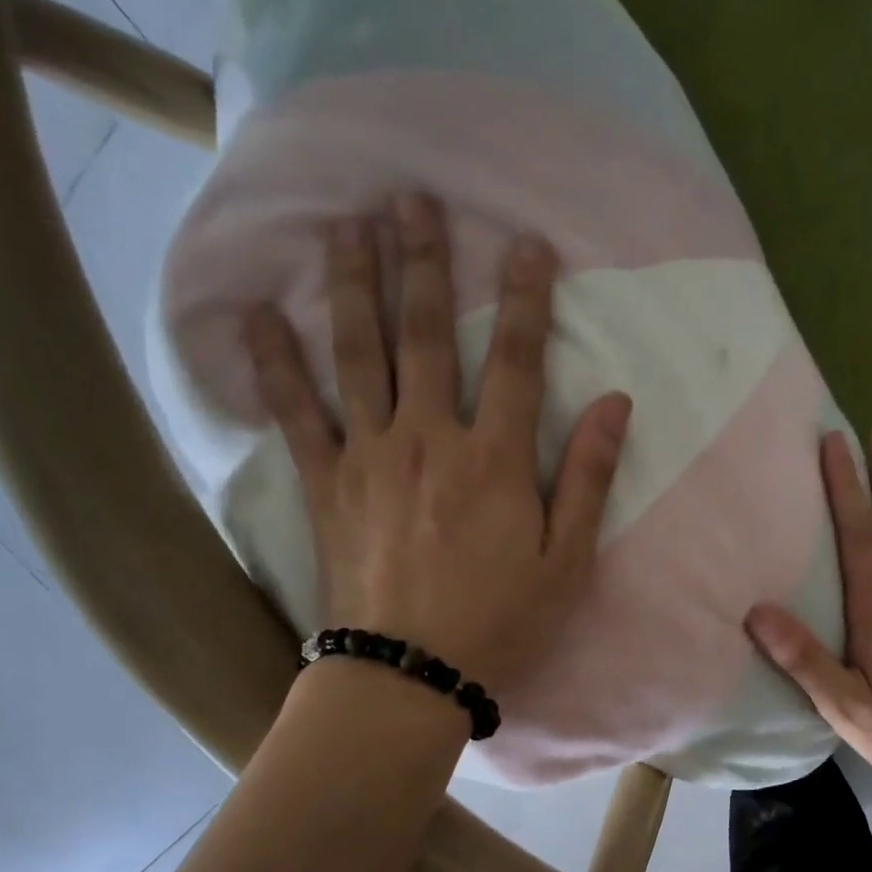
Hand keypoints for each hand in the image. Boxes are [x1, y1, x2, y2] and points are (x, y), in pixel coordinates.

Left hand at [244, 193, 630, 696]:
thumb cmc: (501, 623)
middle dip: (422, 263)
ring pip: (358, 355)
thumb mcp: (568, 563)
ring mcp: (370, 457)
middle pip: (427, 336)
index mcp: (496, 460)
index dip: (526, 298)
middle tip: (410, 197)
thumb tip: (615, 404)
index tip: (525, 242)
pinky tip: (256, 314)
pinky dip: (273, 362)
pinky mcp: (327, 485)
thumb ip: (590, 480)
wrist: (411, 674)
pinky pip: (295, 412)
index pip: (518, 361)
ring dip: (352, 285)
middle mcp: (430, 439)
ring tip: (343, 226)